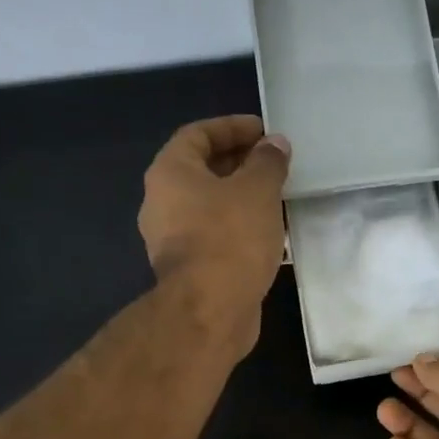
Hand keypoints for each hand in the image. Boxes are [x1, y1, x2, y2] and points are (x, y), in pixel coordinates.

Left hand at [138, 116, 290, 355]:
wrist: (210, 311)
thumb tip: (274, 145)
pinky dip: (239, 230)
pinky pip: (215, 238)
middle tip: (274, 165)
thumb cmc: (230, 239)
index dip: (232, 128)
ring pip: (210, 208)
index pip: (198, 134)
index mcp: (170, 173)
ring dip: (241, 200)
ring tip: (276, 199)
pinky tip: (268, 236)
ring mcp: (172, 241)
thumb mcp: (258, 190)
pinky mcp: (189, 271)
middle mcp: (162, 203)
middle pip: (202, 172)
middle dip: (239, 164)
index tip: (264, 132)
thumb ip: (268, 162)